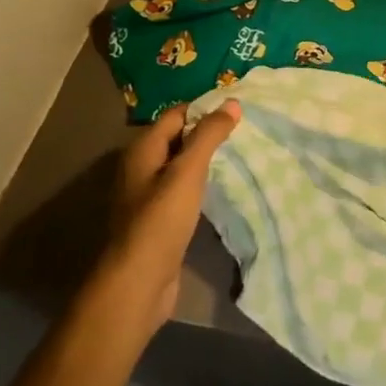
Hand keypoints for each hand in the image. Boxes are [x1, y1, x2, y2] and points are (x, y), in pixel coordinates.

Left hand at [103, 99, 239, 337]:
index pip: (177, 114)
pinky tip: (224, 185)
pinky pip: (184, 188)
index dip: (206, 108)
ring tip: (242, 153)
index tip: (239, 109)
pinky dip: (203, 182)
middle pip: (179, 137)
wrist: (138, 283)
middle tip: (246, 129)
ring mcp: (149, 194)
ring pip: (182, 164)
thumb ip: (209, 135)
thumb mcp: (188, 172)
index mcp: (142, 150)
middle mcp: (142, 167)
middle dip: (209, 132)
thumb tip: (232, 102)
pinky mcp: (159, 218)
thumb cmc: (160, 221)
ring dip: (207, 158)